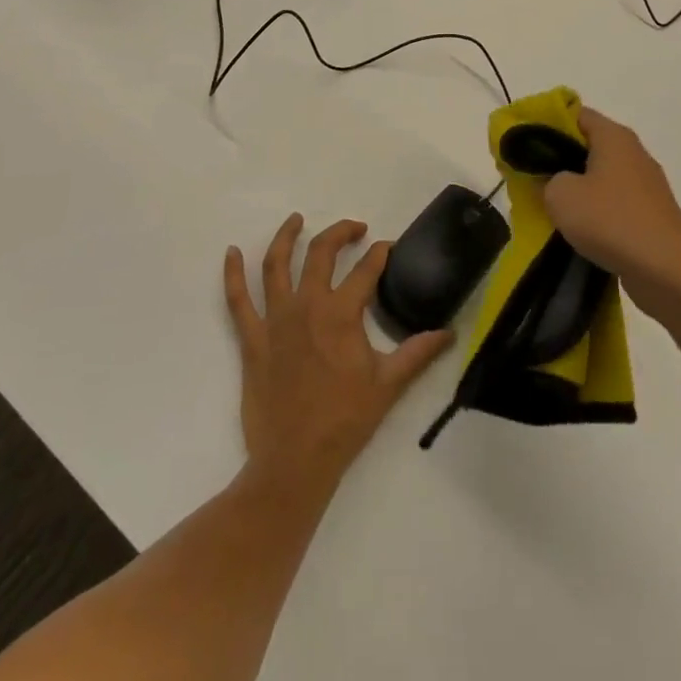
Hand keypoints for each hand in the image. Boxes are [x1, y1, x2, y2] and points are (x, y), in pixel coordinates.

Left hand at [224, 214, 451, 495]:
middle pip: (321, 253)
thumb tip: (449, 332)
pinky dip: (232, 274)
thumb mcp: (388, 385)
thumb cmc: (345, 421)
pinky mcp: (252, 339)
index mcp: (341, 314)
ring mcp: (275, 320)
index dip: (380, 254)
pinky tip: (231, 252)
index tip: (388, 248)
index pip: (366, 270)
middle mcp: (306, 305)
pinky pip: (237, 300)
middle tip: (355, 228)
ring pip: (276, 264)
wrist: (295, 461)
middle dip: (340, 232)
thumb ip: (418, 353)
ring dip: (286, 236)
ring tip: (296, 219)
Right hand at [544, 108, 680, 316]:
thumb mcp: (560, 195)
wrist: (669, 274)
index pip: (575, 113)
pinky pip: (613, 203)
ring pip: (599, 177)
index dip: (546, 124)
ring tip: (548, 208)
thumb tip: (551, 180)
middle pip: (587, 145)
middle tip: (530, 178)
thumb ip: (545, 178)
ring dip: (575, 189)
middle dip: (557, 160)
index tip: (523, 145)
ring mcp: (645, 185)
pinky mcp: (650, 215)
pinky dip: (594, 211)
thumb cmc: (611, 221)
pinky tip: (577, 231)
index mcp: (614, 137)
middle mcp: (633, 153)